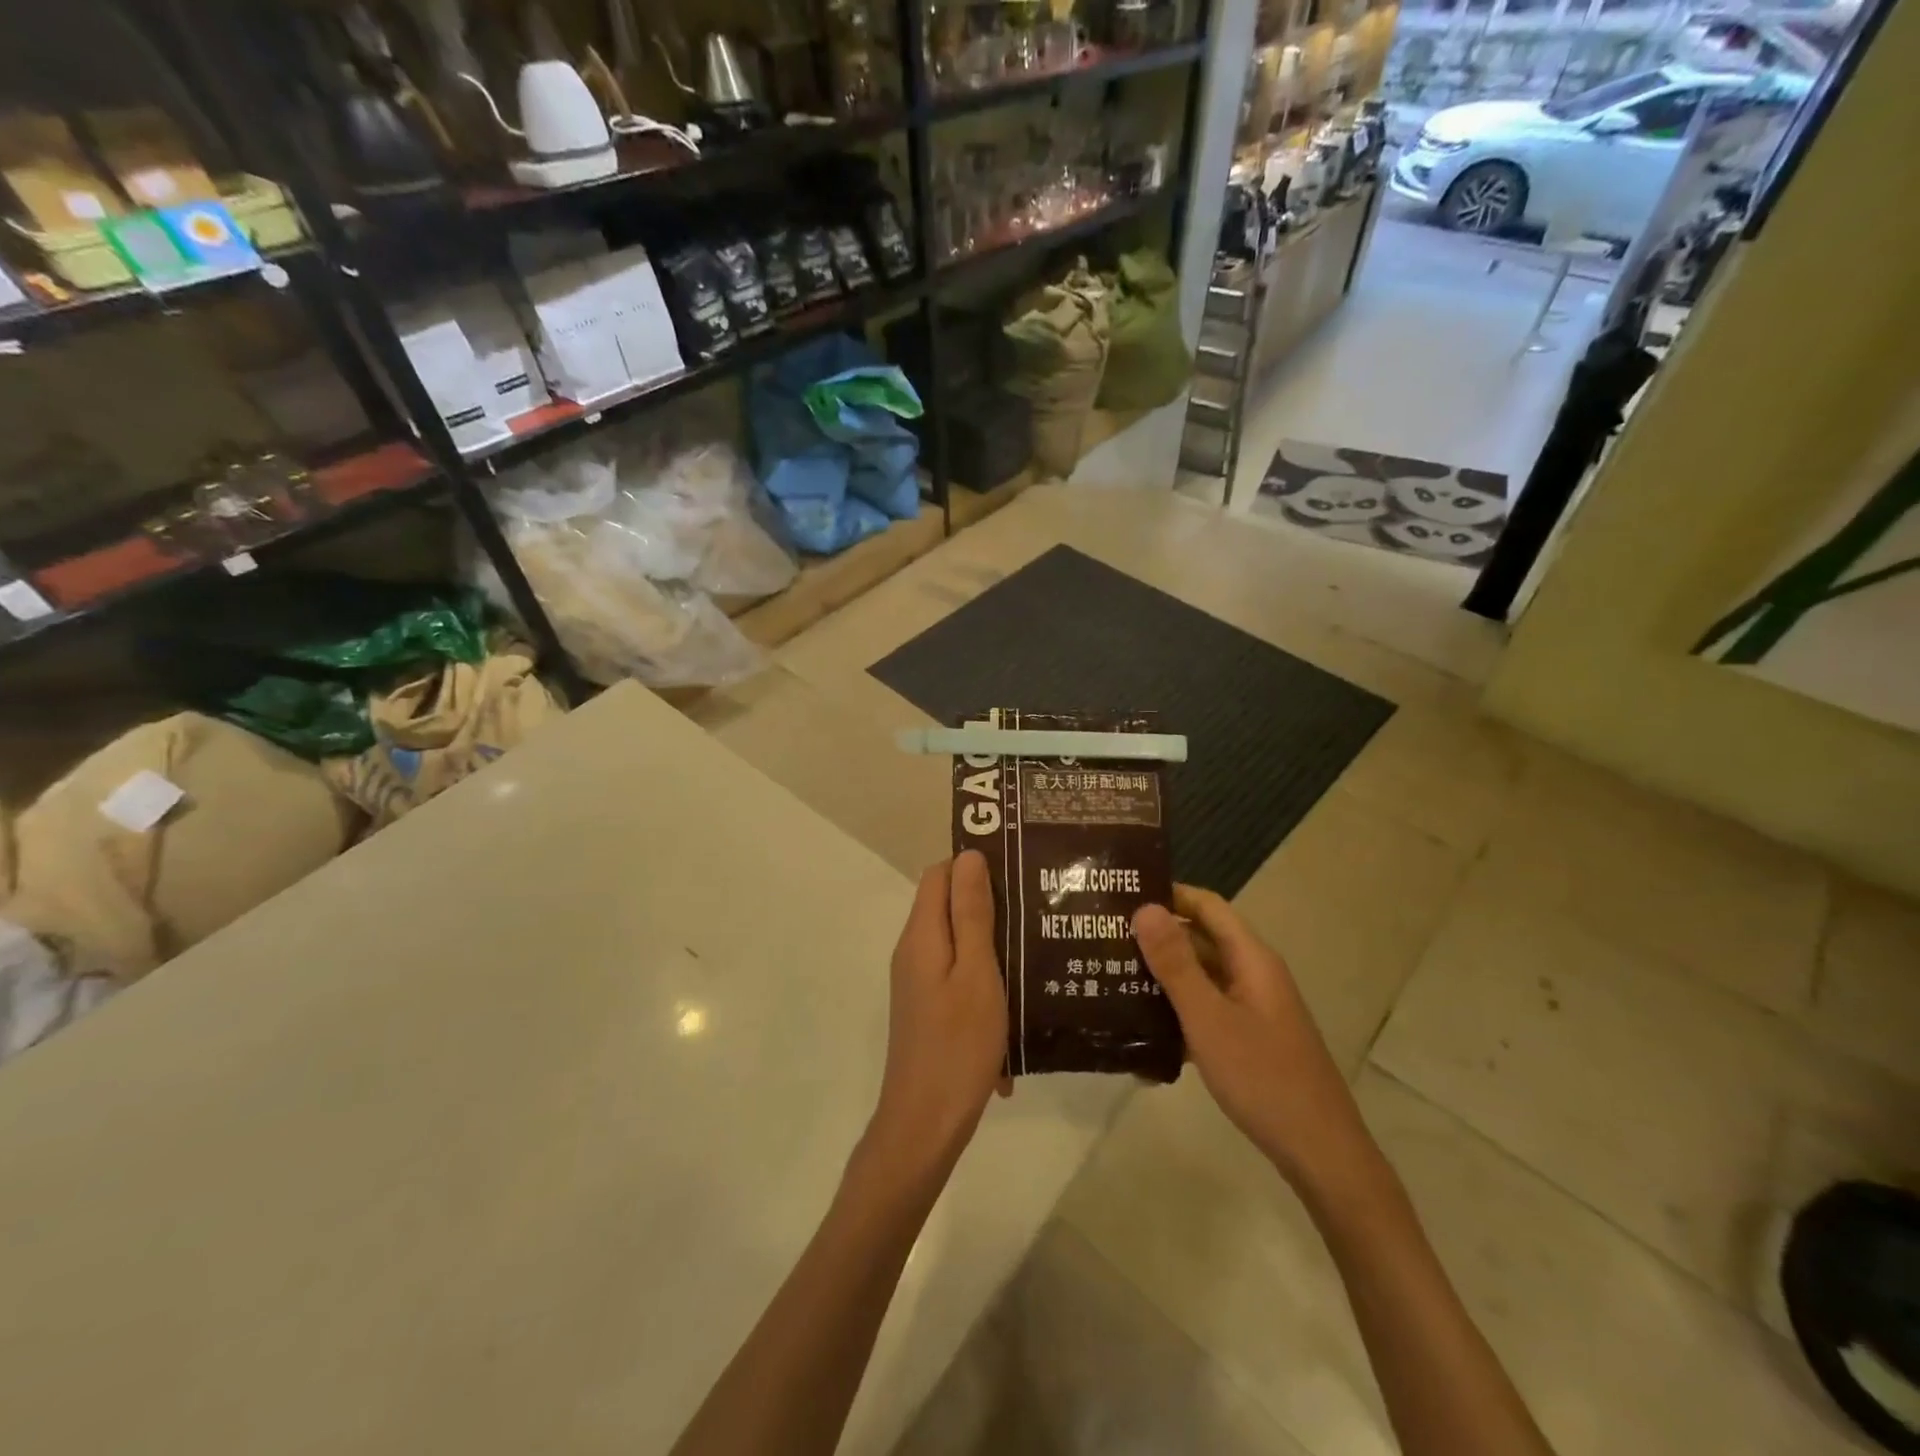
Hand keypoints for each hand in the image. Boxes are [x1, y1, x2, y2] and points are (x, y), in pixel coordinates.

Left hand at [865, 851, 1009, 1182]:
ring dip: (994, 940)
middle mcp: (914, 951)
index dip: (974, 863)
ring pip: (958, 940)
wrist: (926, 1123)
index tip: (1018, 867)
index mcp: (922, 935)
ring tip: (1038, 942)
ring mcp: (919, 981)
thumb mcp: (976, 972)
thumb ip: (972, 914)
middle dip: (990, 900)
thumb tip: (969, 855)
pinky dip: (986, 975)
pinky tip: (1020, 994)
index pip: (939, 873)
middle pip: (948, 905)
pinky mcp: (929, 1007)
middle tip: (1038, 904)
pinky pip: (959, 973)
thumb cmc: (958, 1044)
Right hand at [1133, 886, 1383, 1203]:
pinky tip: (1141, 1030)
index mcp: (1251, 959)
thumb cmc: (1263, 1077)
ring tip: (1111, 977)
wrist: (1320, 1154)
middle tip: (1104, 937)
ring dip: (1162, 976)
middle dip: (1156, 936)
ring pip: (1201, 978)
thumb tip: (1144, 907)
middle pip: (1201, 939)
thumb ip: (1175, 964)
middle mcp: (1253, 975)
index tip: (1122, 895)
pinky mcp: (1249, 1039)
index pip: (1207, 906)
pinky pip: (1206, 1011)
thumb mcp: (1209, 1018)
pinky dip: (1176, 1012)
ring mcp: (1253, 1008)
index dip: (1168, 894)